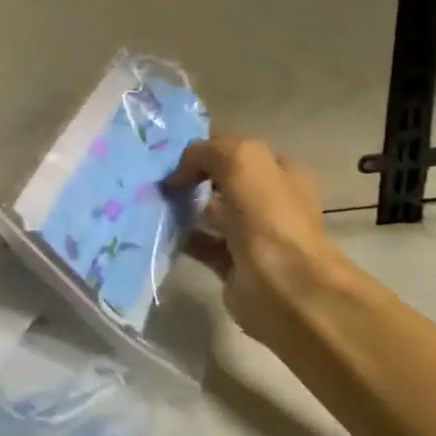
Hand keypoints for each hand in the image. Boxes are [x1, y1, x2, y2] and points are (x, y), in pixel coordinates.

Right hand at [165, 133, 355, 350]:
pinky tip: (157, 231)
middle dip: (190, 178)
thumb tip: (179, 174)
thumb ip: (207, 152)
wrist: (285, 287)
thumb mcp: (242, 160)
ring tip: (150, 203)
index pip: (237, 151)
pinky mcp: (232, 264)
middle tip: (155, 178)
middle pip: (221, 182)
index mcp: (280, 173)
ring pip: (209, 213)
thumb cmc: (269, 217)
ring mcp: (251, 235)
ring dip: (182, 207)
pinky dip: (179, 238)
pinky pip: (200, 245)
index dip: (205, 148)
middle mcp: (269, 202)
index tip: (168, 154)